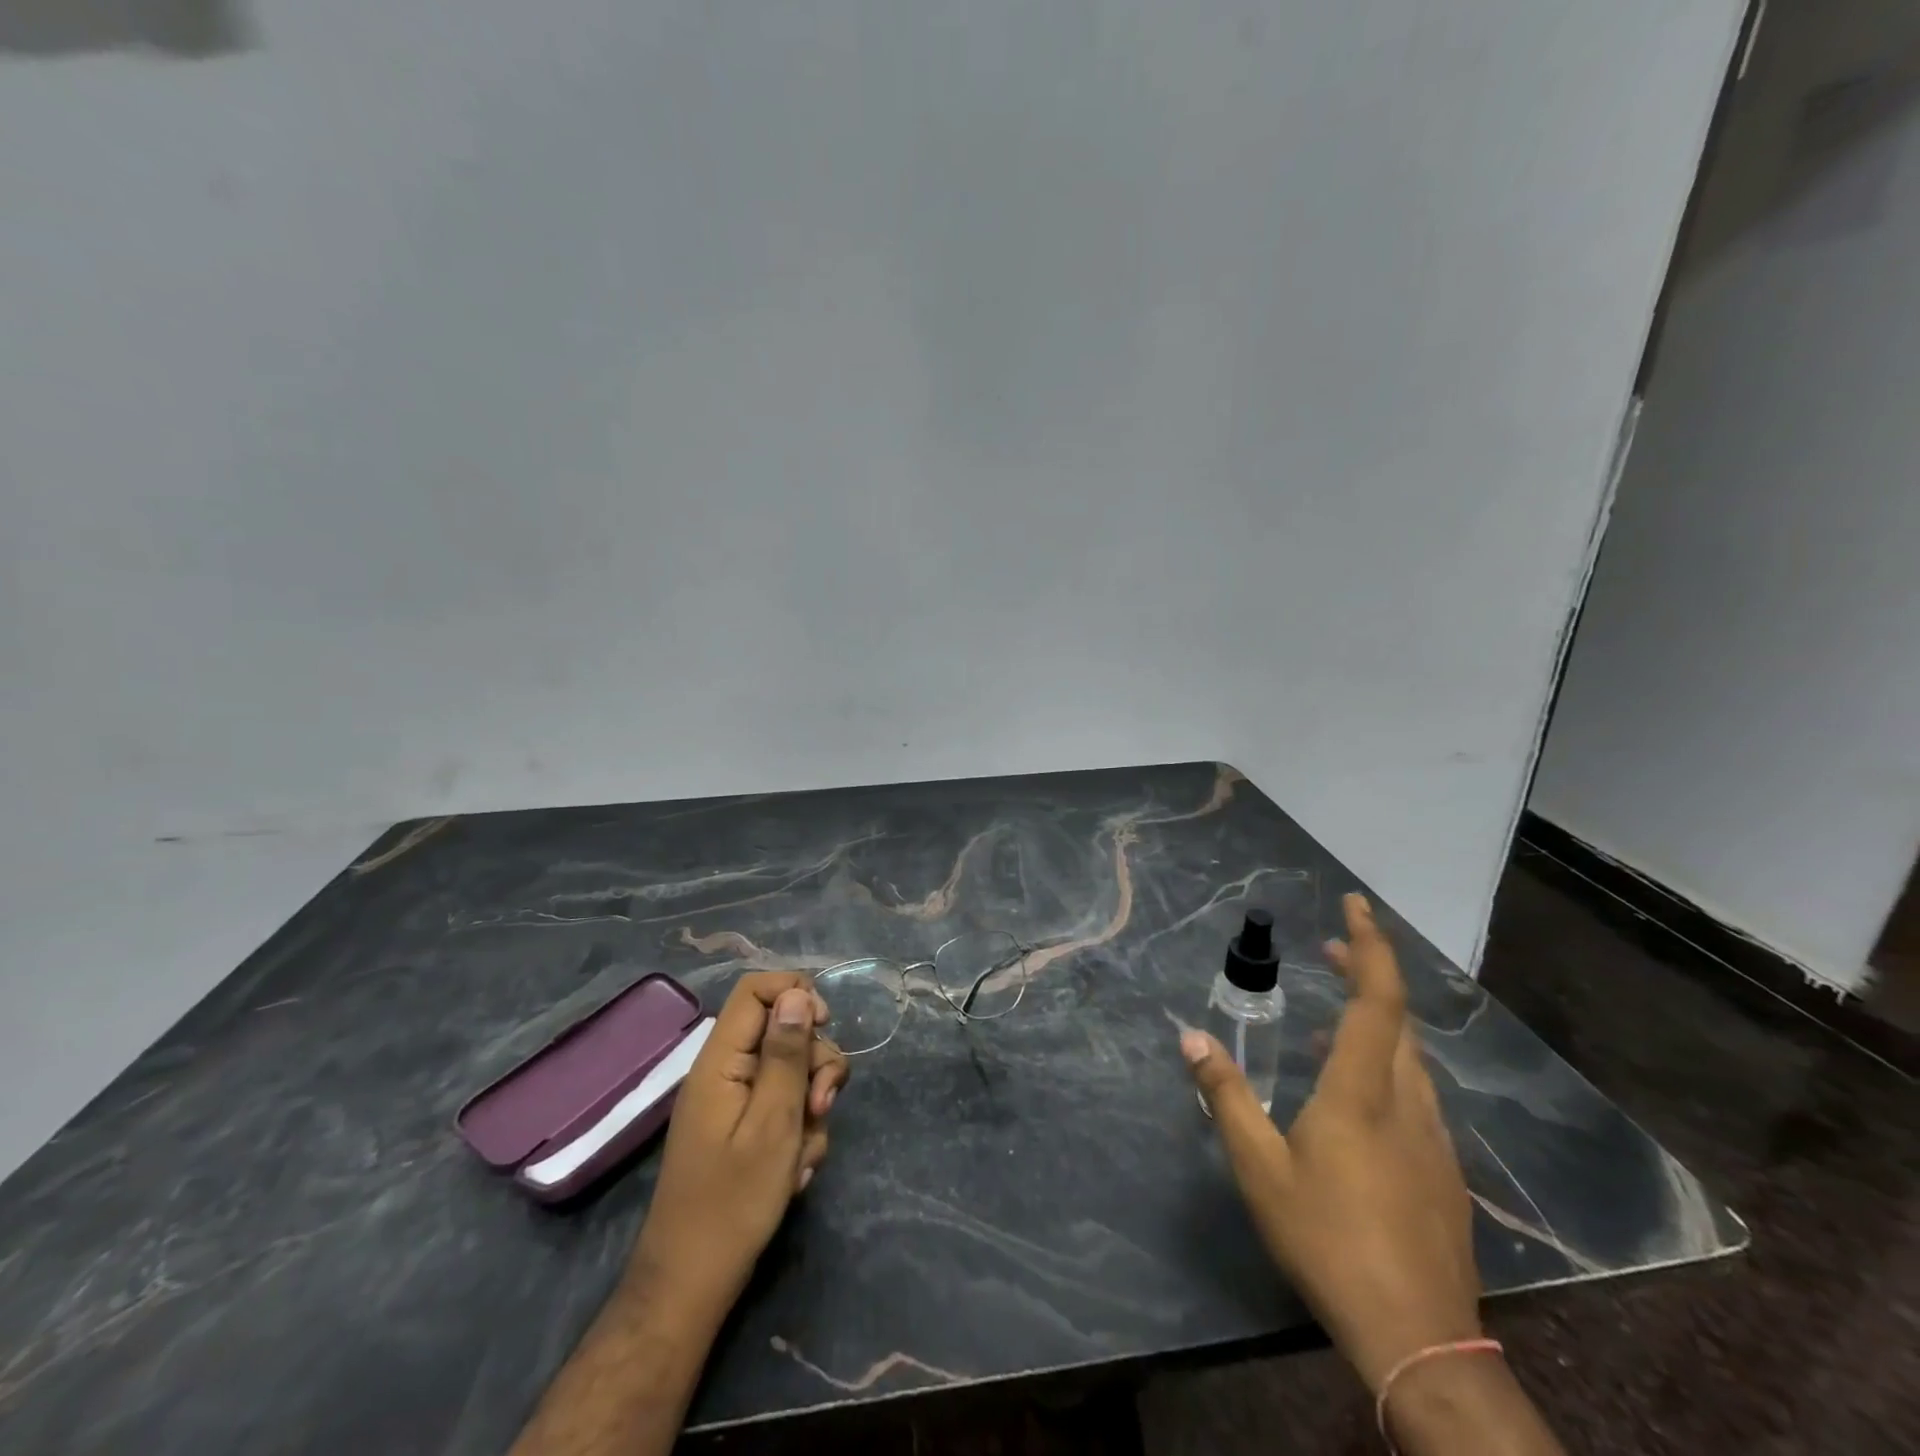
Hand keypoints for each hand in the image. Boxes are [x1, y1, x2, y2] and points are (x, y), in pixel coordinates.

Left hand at [631, 973, 848, 1313]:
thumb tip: (797, 994)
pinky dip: (799, 1133)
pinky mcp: (744, 1130)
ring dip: (811, 1106)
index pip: (755, 991)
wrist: (693, 1284)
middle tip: (820, 1108)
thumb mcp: (773, 1122)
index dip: (795, 994)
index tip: (826, 1025)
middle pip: (783, 1032)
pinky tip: (795, 1171)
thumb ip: (786, 1054)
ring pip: (792, 1073)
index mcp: (721, 1061)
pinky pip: (784, 1108)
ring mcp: (734, 1103)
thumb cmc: (733, 1202)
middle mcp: (726, 1072)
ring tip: (803, 1155)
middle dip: (814, 1065)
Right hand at [1183, 894, 1480, 1391]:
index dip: (1370, 945)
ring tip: (1332, 1019)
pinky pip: (1414, 1092)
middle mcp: (1407, 1101)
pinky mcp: (1444, 1170)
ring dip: (1375, 1021)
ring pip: (1410, 1057)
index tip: (1355, 904)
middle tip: (1330, 950)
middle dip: (1368, 972)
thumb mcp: (1259, 1167)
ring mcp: (1433, 1138)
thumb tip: (1190, 1038)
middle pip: (1397, 1019)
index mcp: (1363, 1091)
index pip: (1378, 999)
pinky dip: (1385, 1065)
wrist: (1418, 1337)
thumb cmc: (1328, 1239)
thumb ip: (1226, 1096)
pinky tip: (1353, 1094)